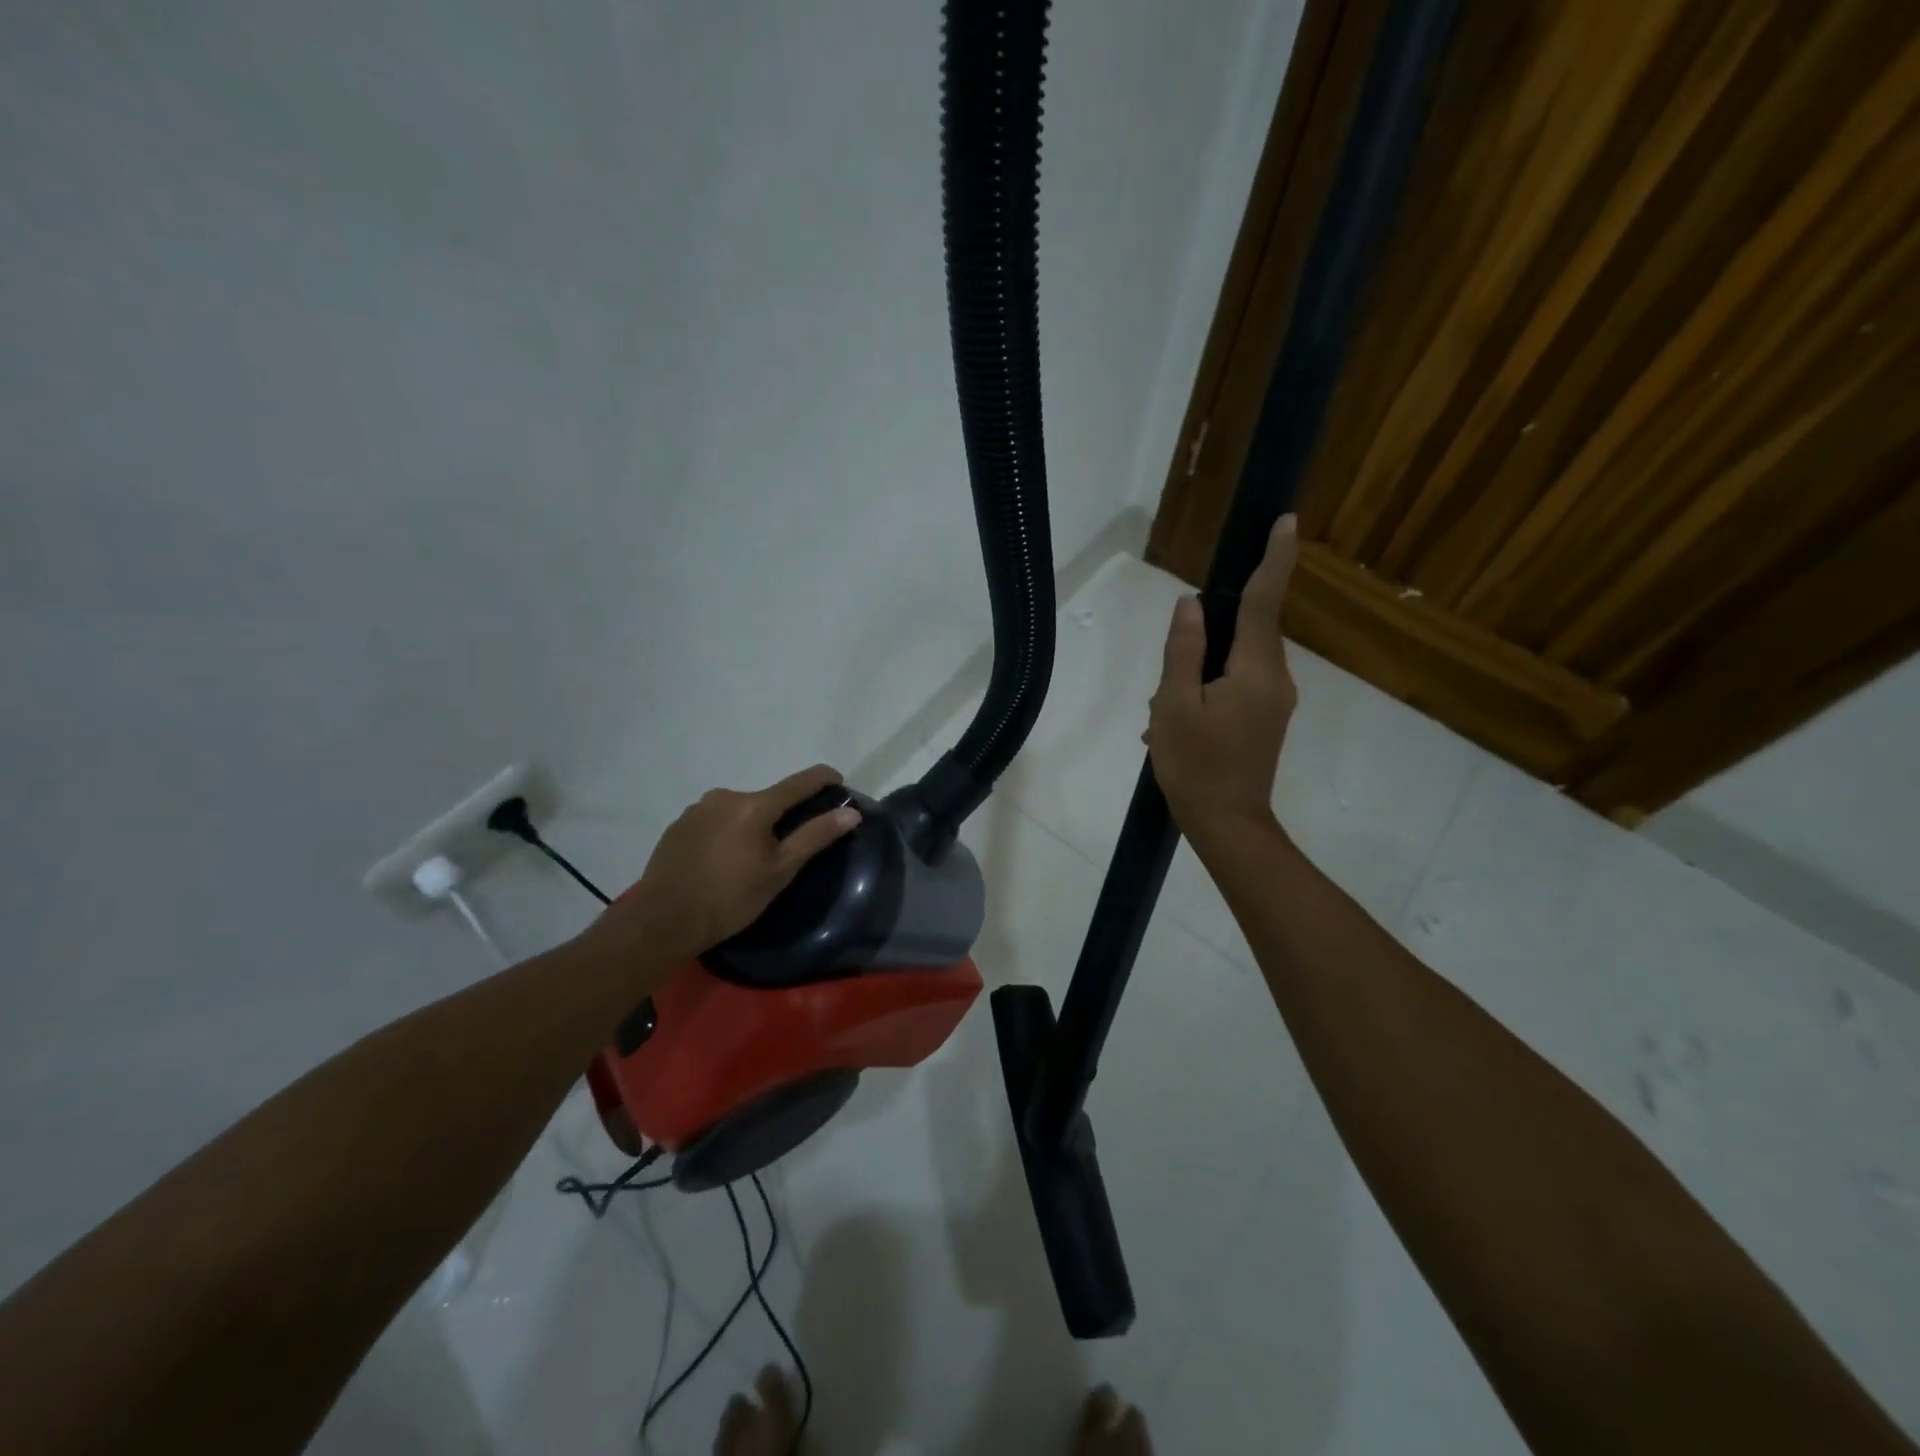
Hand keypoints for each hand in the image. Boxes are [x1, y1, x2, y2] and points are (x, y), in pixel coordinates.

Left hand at [596, 764, 860, 961]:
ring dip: (751, 826)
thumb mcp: (780, 871)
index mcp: (754, 804)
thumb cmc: (730, 898)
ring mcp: (697, 809)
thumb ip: (816, 836)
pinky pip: (714, 821)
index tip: (839, 782)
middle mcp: (725, 795)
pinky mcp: (678, 825)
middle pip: (767, 799)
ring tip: (750, 861)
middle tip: (787, 849)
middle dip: (782, 816)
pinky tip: (721, 862)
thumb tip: (852, 812)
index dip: (825, 779)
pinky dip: (727, 833)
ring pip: (739, 810)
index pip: (800, 781)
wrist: (662, 920)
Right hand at [1146, 515, 1298, 845]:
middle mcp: (1275, 679)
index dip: (1274, 559)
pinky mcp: (1267, 719)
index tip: (1286, 521)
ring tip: (1164, 715)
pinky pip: (1237, 686)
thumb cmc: (1196, 765)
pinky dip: (1206, 692)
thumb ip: (1183, 651)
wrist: (1228, 825)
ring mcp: (1275, 702)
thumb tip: (1189, 604)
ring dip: (1200, 674)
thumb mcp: (1175, 706)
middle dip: (1207, 639)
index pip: (1264, 602)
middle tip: (1169, 680)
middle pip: (1247, 632)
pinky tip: (1176, 724)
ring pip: (1237, 662)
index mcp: (1255, 670)